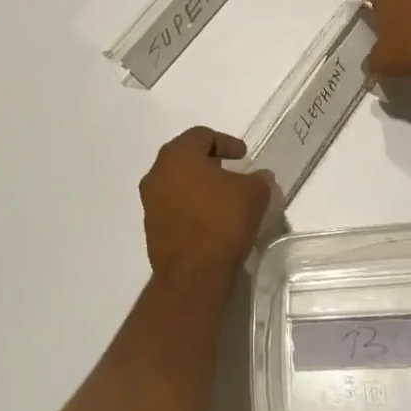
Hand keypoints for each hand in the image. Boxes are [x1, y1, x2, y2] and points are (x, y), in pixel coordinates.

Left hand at [139, 127, 274, 293]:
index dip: (226, 142)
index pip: (202, 136)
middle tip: (230, 170)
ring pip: (177, 182)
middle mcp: (157, 172)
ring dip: (198, 184)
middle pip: (185, 157)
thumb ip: (258, 178)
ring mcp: (150, 201)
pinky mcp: (151, 227)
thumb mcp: (253, 194)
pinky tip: (209, 218)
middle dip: (209, 161)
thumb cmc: (222, 221)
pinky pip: (173, 205)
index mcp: (178, 155)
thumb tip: (260, 177)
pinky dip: (190, 205)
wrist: (193, 275)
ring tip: (221, 197)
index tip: (243, 155)